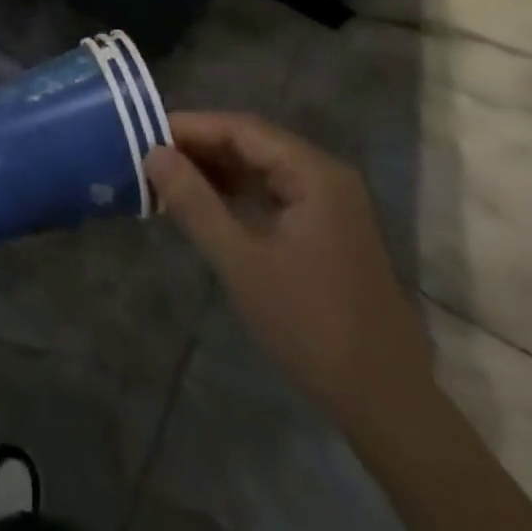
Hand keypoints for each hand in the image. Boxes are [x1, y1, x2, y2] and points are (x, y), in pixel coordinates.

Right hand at [145, 112, 429, 429]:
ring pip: (262, 167)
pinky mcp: (328, 230)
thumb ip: (195, 203)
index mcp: (313, 172)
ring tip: (168, 178)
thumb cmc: (311, 326)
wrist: (386, 403)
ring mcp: (330, 203)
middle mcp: (325, 175)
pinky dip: (238, 193)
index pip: (241, 128)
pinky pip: (274, 193)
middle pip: (253, 143)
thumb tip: (154, 154)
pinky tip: (206, 204)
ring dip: (217, 170)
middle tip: (150, 157)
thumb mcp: (241, 262)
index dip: (191, 127)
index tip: (145, 134)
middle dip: (201, 147)